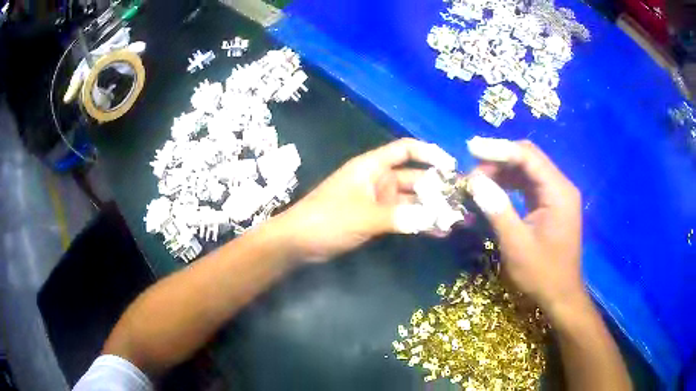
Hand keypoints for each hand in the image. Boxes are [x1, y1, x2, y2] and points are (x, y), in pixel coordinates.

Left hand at [274, 138, 455, 261]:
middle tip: (461, 201)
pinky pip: (404, 217)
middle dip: (437, 188)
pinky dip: (419, 223)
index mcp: (372, 167)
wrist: (299, 242)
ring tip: (455, 219)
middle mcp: (378, 179)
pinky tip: (438, 232)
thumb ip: (398, 217)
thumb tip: (433, 219)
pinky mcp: (377, 218)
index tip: (452, 166)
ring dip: (431, 208)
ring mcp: (378, 200)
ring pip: (411, 200)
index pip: (405, 149)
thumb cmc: (326, 219)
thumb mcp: (363, 216)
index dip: (429, 153)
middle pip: (414, 177)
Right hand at [465, 137, 585, 319]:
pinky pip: (529, 184)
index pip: (528, 156)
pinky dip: (510, 183)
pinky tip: (493, 189)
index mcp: (558, 192)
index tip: (470, 149)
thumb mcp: (516, 245)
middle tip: (472, 170)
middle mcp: (560, 186)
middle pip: (528, 158)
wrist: (561, 295)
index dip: (498, 149)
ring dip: (502, 170)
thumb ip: (497, 209)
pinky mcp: (551, 204)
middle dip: (499, 159)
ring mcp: (557, 195)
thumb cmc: (542, 274)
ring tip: (478, 180)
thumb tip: (474, 181)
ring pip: (527, 169)